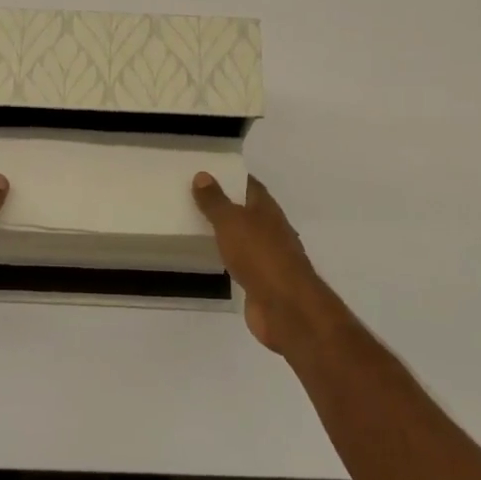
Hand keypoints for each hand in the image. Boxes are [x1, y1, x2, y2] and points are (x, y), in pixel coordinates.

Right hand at [192, 173, 333, 352]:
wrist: (285, 307)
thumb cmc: (260, 256)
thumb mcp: (231, 222)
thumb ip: (216, 201)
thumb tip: (203, 175)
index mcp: (267, 210)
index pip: (250, 185)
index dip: (231, 177)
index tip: (208, 172)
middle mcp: (271, 229)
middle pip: (247, 211)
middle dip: (225, 204)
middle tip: (194, 198)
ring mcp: (269, 257)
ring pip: (244, 237)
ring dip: (226, 232)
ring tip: (197, 225)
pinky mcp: (262, 281)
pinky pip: (241, 262)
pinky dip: (228, 257)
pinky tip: (212, 257)